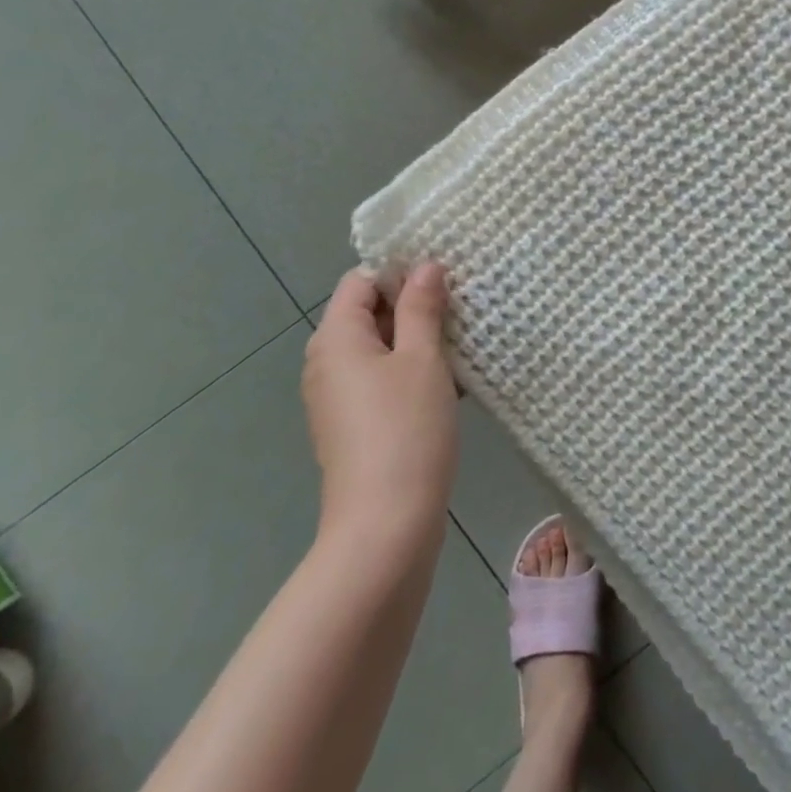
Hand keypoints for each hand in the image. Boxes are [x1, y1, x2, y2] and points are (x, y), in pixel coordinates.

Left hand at [302, 263, 458, 541]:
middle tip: (462, 310)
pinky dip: (410, 374)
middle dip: (414, 308)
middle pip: (368, 314)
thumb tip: (425, 266)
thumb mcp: (423, 360)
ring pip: (380, 350)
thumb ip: (421, 308)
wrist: (385, 525)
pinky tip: (451, 385)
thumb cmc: (406, 430)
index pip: (361, 281)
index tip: (445, 282)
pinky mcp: (352, 426)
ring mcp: (337, 398)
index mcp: (336, 337)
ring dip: (418, 343)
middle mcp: (326, 362)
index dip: (400, 273)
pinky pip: (380, 382)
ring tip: (463, 346)